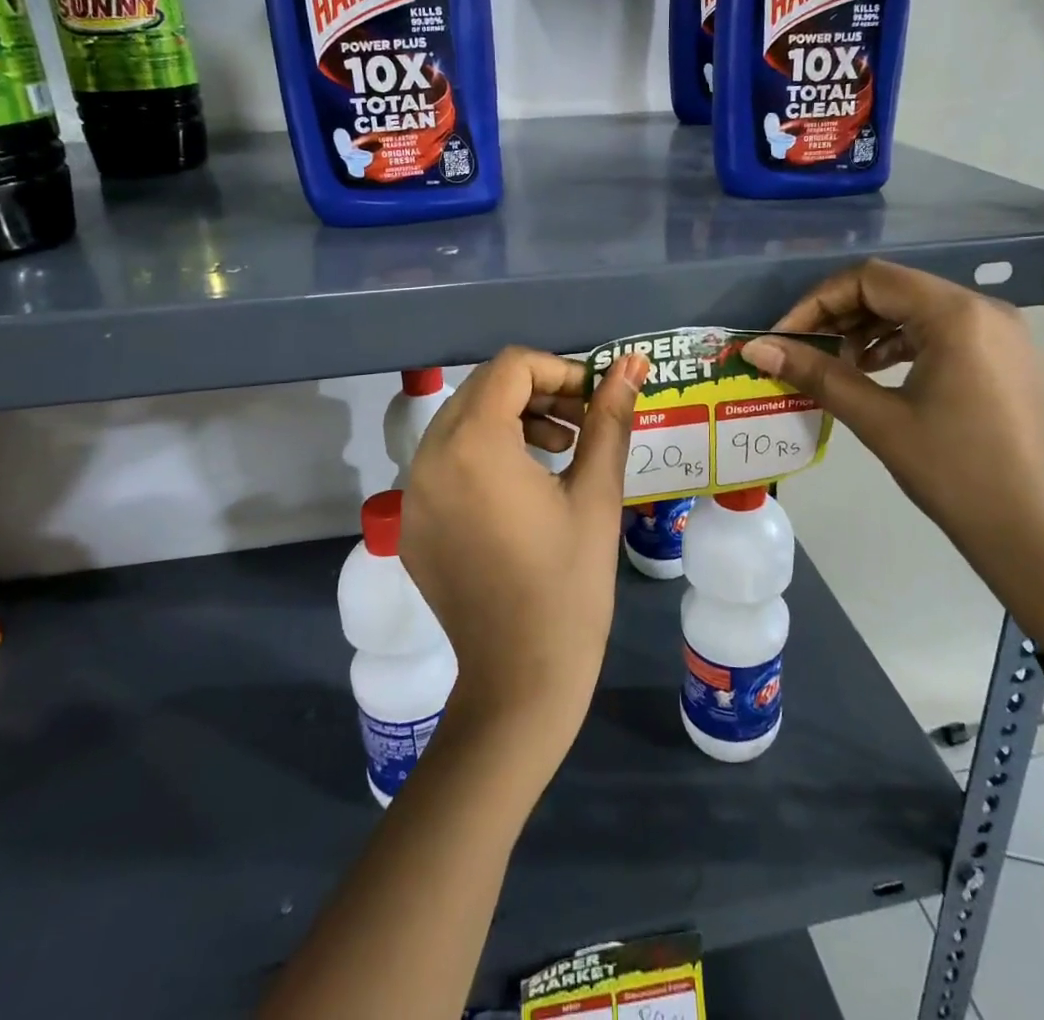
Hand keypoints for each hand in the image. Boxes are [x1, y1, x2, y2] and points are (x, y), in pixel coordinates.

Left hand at [401, 348, 648, 763]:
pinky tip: (522, 489)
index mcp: (473, 444)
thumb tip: (631, 363)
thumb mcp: (597, 493)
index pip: (512, 367)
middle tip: (582, 423)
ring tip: (560, 450)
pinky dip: (484, 455)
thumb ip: (609, 418)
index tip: (595, 400)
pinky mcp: (412, 523)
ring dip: (511, 420)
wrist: (521, 680)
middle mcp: (428, 458)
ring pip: (462, 422)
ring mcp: (412, 492)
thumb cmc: (570, 585)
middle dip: (537, 392)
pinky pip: (446, 462)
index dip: (560, 370)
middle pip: (483, 389)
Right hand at [743, 260, 1043, 649]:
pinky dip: (898, 342)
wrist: (1033, 534)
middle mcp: (982, 308)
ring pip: (914, 308)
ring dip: (867, 329)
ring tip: (835, 365)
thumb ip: (816, 374)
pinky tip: (873, 372)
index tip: (784, 338)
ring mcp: (998, 332)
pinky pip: (939, 330)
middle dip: (839, 315)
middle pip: (892, 288)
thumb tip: (756, 349)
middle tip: (803, 351)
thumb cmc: (954, 473)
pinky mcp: (1002, 356)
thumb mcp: (878, 419)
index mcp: (956, 314)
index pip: (869, 279)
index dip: (817, 302)